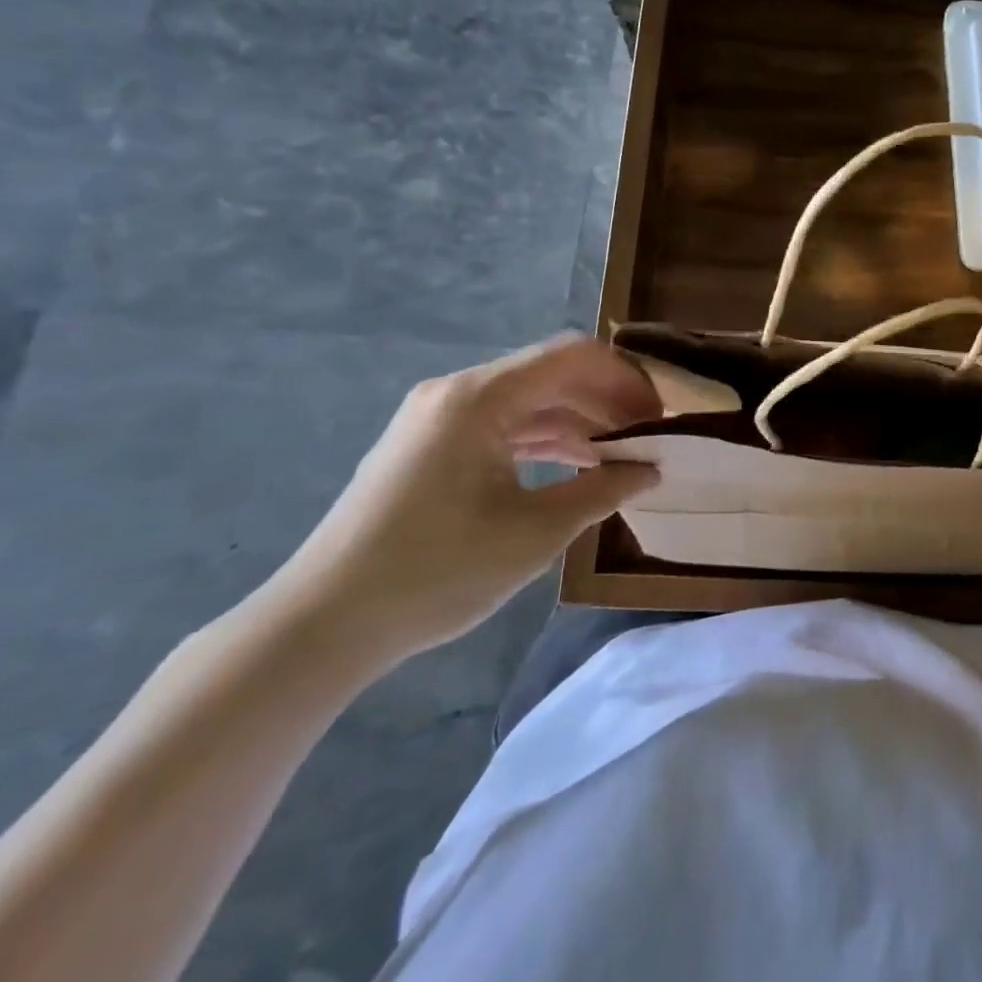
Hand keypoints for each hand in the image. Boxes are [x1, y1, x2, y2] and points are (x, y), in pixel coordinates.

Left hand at [263, 334, 659, 668]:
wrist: (322, 625)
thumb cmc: (436, 572)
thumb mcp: (535, 533)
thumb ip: (601, 491)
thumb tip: (649, 470)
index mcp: (480, 397)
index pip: (573, 356)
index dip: (625, 378)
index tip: (659, 415)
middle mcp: (457, 392)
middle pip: (552, 374)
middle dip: (607, 400)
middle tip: (649, 436)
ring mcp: (438, 418)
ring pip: (528, 401)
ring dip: (578, 421)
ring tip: (622, 453)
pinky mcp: (429, 446)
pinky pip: (502, 425)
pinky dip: (544, 439)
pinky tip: (576, 465)